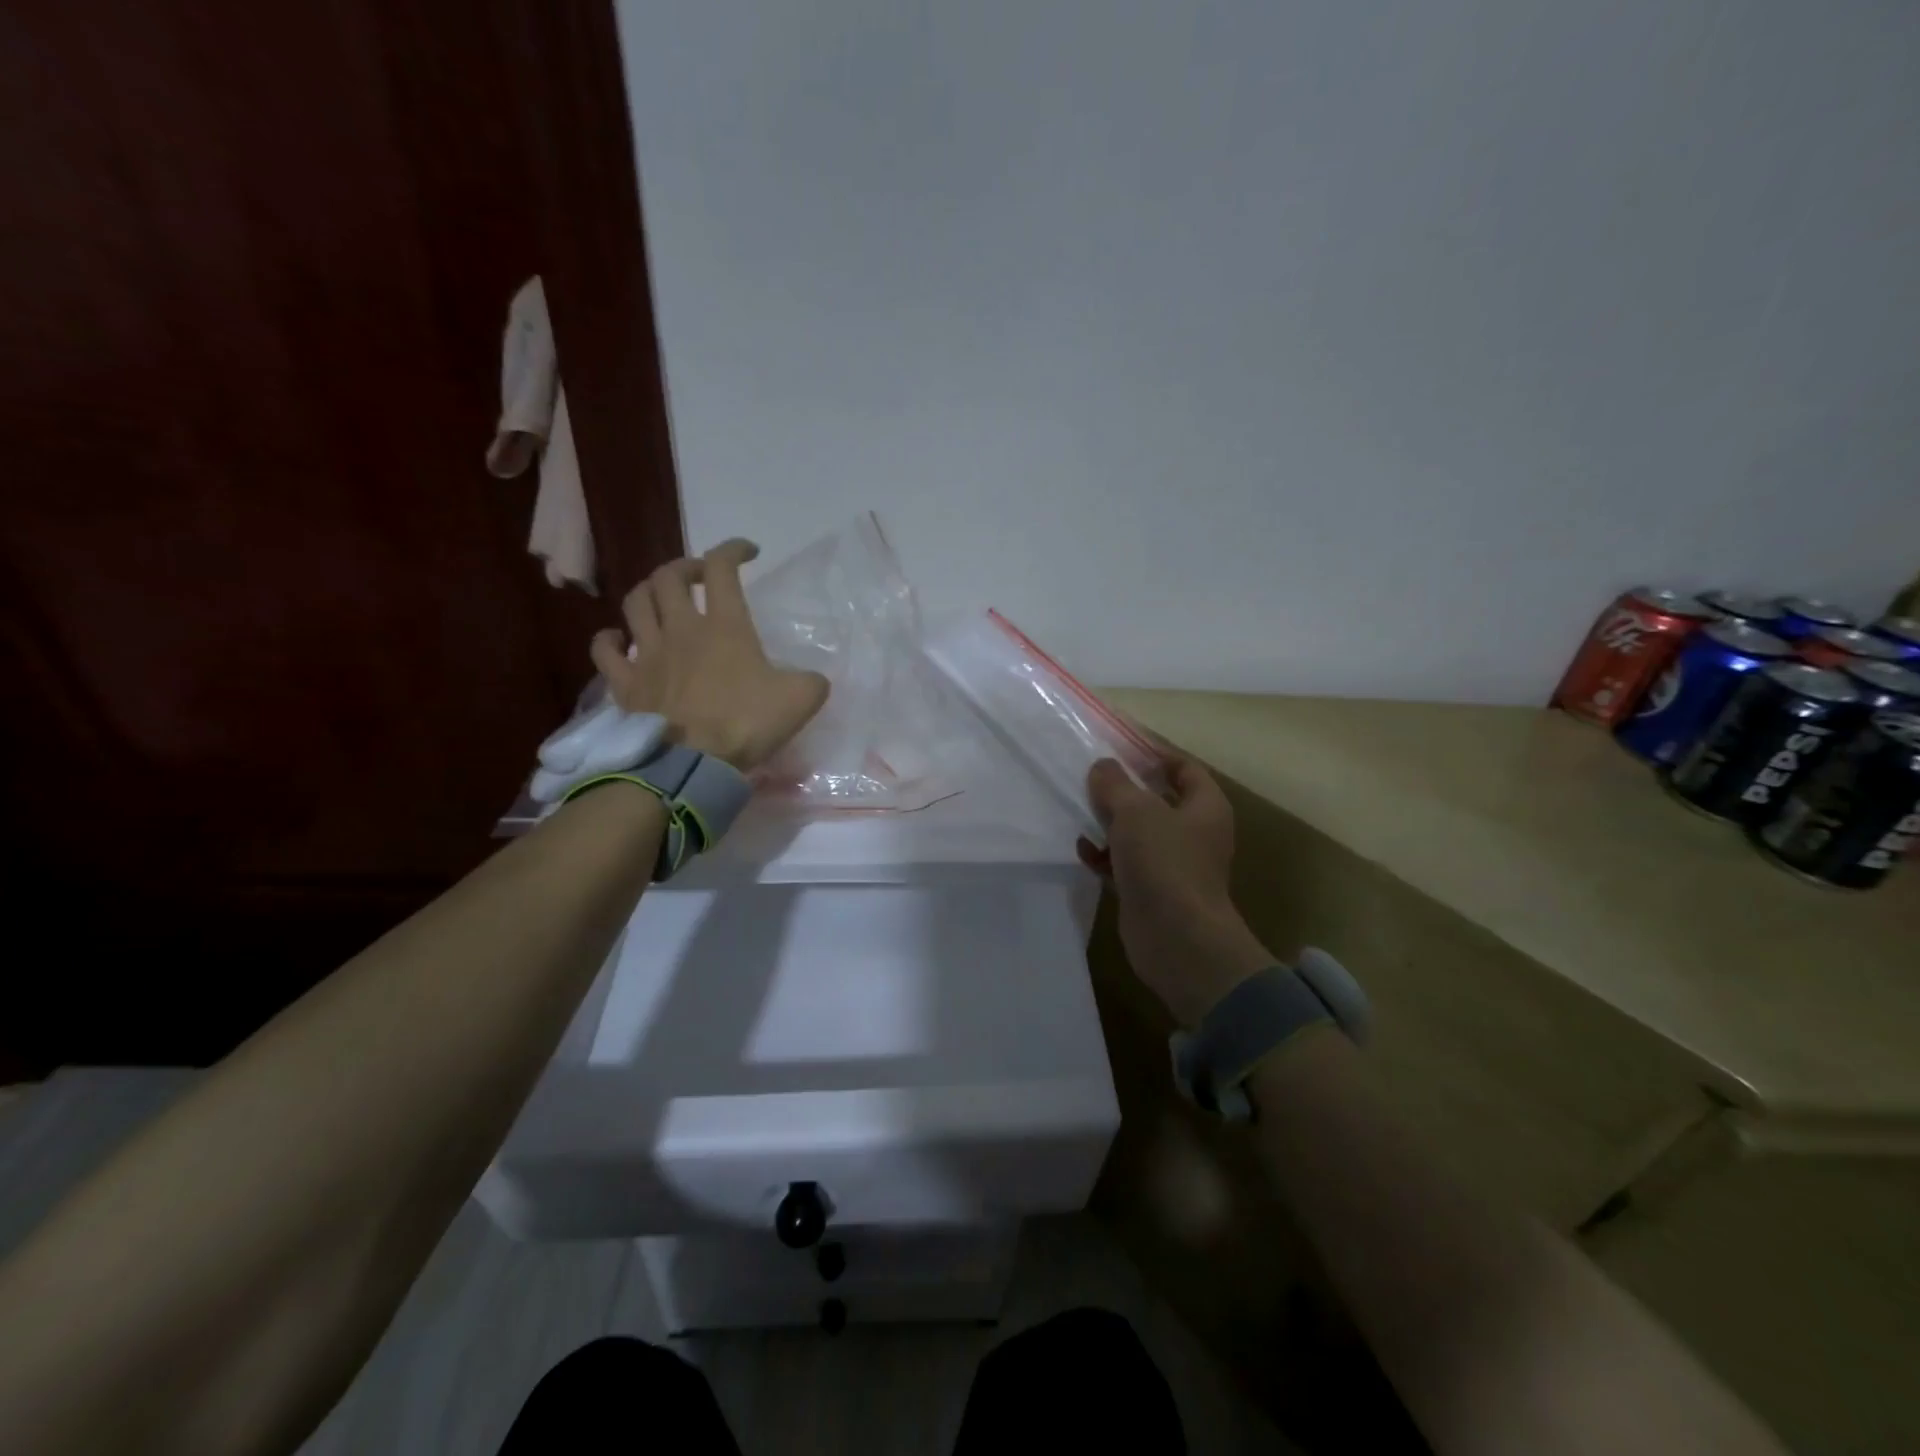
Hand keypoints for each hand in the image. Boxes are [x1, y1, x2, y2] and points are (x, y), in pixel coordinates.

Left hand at [590, 539, 828, 771]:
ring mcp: (649, 654)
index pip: (722, 567)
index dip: (733, 549)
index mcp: (725, 625)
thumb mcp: (801, 700)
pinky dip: (610, 639)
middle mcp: (681, 629)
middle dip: (686, 567)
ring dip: (649, 591)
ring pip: (636, 602)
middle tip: (701, 577)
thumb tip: (812, 680)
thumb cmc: (746, 724)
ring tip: (662, 598)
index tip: (749, 553)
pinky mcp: (626, 683)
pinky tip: (618, 639)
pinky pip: (606, 650)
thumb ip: (811, 682)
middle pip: (669, 576)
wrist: (693, 764)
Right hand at [1077, 755, 1273, 1026]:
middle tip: (1090, 778)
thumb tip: (1103, 767)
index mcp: (1205, 806)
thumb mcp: (1135, 811)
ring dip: (1109, 823)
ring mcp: (1173, 863)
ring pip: (1138, 832)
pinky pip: (1125, 862)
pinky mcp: (1152, 889)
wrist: (1176, 938)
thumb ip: (1115, 784)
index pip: (1184, 768)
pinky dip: (1105, 855)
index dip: (1155, 754)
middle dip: (1124, 790)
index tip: (1120, 747)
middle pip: (1157, 800)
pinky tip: (1082, 850)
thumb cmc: (1164, 862)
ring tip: (1078, 811)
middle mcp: (1194, 832)